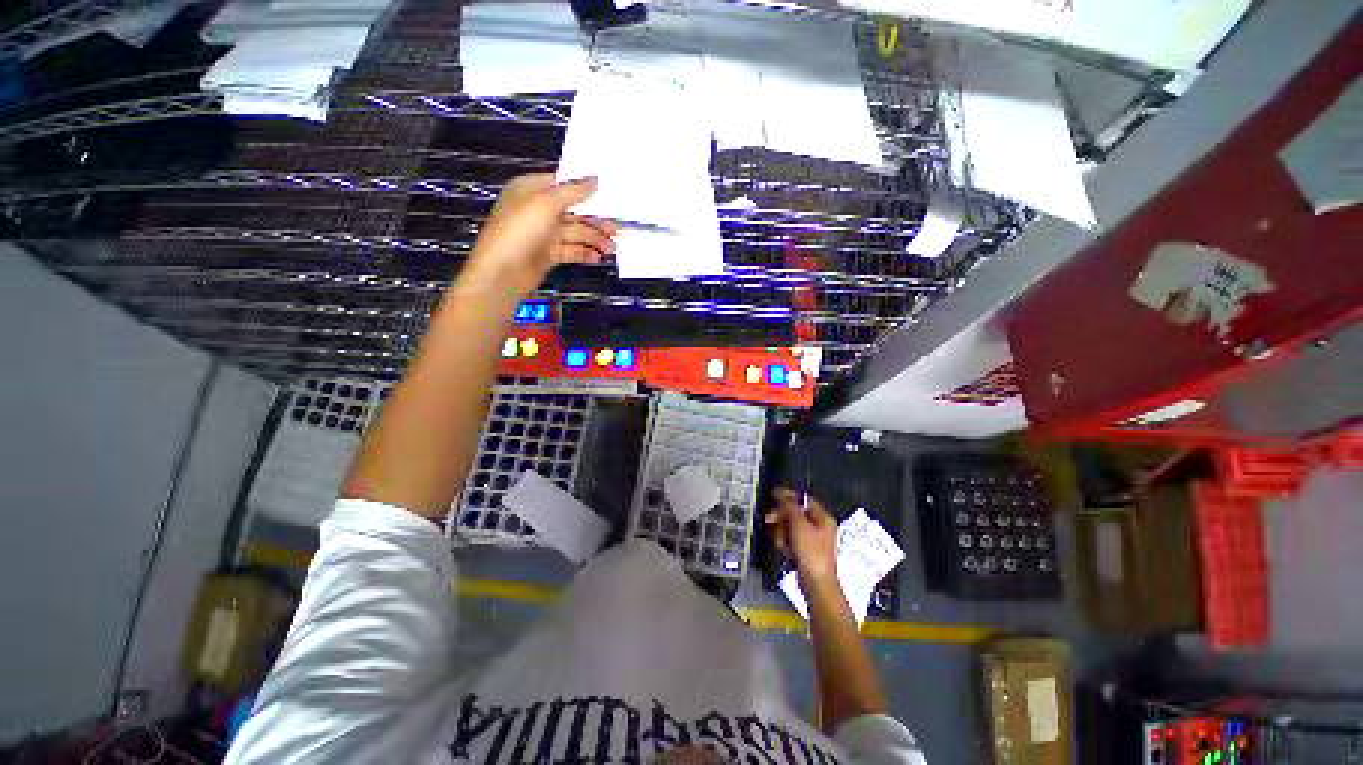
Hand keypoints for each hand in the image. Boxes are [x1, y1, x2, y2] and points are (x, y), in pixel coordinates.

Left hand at [463, 174, 617, 297]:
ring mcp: (544, 233)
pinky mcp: (549, 254)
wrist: (503, 272)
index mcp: (532, 190)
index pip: (564, 184)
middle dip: (595, 220)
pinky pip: (571, 250)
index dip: (586, 189)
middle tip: (616, 229)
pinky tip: (597, 258)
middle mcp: (539, 209)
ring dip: (594, 239)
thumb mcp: (545, 204)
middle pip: (574, 211)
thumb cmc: (519, 231)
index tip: (610, 194)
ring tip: (610, 249)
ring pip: (575, 233)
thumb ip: (572, 192)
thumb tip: (594, 180)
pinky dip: (584, 253)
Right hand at [766, 488, 836, 587]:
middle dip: (781, 518)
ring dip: (781, 533)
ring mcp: (812, 540)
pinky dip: (785, 544)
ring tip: (781, 543)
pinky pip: (791, 540)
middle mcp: (819, 526)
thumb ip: (789, 506)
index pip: (803, 499)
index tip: (772, 497)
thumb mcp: (799, 525)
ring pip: (790, 527)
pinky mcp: (805, 551)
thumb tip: (781, 491)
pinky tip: (784, 551)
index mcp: (823, 517)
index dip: (788, 497)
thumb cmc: (810, 551)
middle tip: (769, 520)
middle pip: (795, 513)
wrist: (815, 584)